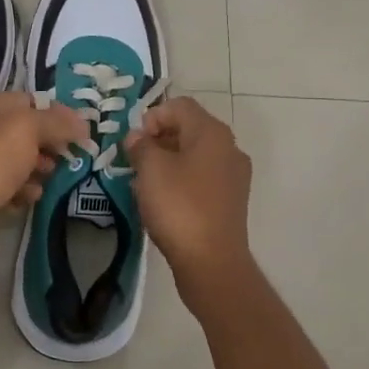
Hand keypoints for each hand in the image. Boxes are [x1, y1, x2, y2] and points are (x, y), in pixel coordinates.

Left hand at [0, 91, 89, 280]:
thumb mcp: (28, 128)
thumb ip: (58, 122)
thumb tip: (83, 123)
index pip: (33, 102)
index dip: (59, 115)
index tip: (82, 133)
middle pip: (30, 133)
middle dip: (52, 144)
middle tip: (68, 157)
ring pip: (24, 162)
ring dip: (41, 170)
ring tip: (48, 178)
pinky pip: (15, 188)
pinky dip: (25, 192)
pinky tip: (29, 198)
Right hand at [125, 98, 254, 285]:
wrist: (211, 262)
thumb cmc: (179, 206)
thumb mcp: (150, 169)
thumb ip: (140, 145)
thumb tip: (137, 138)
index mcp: (212, 133)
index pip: (179, 106)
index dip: (152, 116)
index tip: (135, 142)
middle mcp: (229, 147)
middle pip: (189, 128)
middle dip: (159, 139)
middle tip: (136, 160)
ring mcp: (234, 175)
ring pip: (195, 154)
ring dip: (169, 160)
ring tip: (146, 182)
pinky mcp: (231, 200)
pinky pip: (203, 177)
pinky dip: (182, 179)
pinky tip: (165, 200)